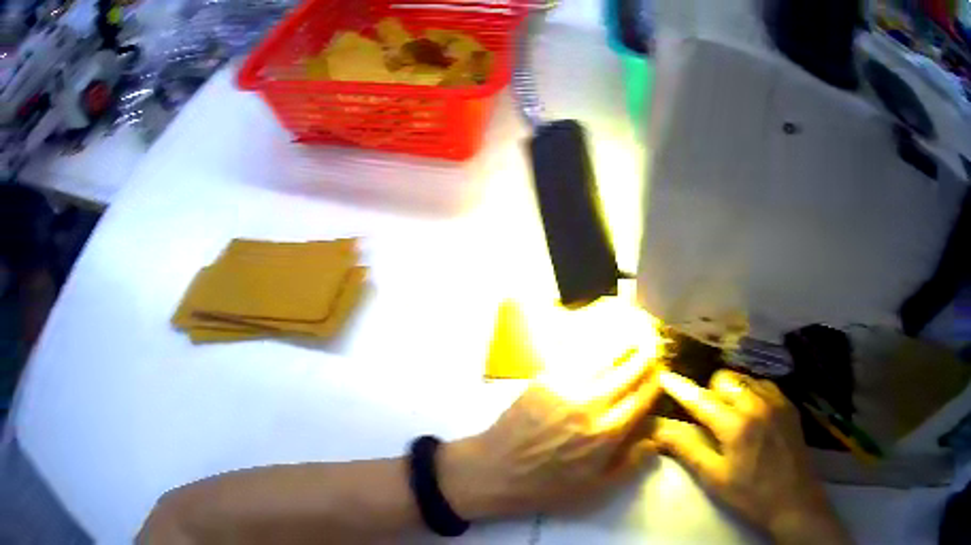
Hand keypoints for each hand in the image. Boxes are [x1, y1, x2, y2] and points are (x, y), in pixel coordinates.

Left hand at [440, 352, 662, 518]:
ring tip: (634, 333)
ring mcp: (566, 388)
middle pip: (629, 370)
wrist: (495, 471)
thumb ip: (630, 464)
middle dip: (646, 356)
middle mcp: (592, 404)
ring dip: (624, 342)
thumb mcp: (594, 489)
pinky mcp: (545, 378)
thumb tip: (655, 437)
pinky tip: (600, 336)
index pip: (643, 396)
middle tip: (652, 347)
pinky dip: (594, 342)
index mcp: (607, 433)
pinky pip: (576, 354)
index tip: (661, 372)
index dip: (656, 381)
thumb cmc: (546, 486)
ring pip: (605, 355)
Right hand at [654, 370, 850, 544]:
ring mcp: (776, 400)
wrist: (793, 498)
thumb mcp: (714, 478)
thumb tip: (660, 427)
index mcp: (735, 425)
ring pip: (744, 379)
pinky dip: (751, 393)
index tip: (665, 377)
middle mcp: (757, 403)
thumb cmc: (749, 494)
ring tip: (731, 416)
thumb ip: (688, 448)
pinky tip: (753, 415)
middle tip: (709, 419)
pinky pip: (763, 384)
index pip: (700, 399)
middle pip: (724, 379)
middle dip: (711, 393)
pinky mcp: (788, 403)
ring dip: (732, 392)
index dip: (680, 388)